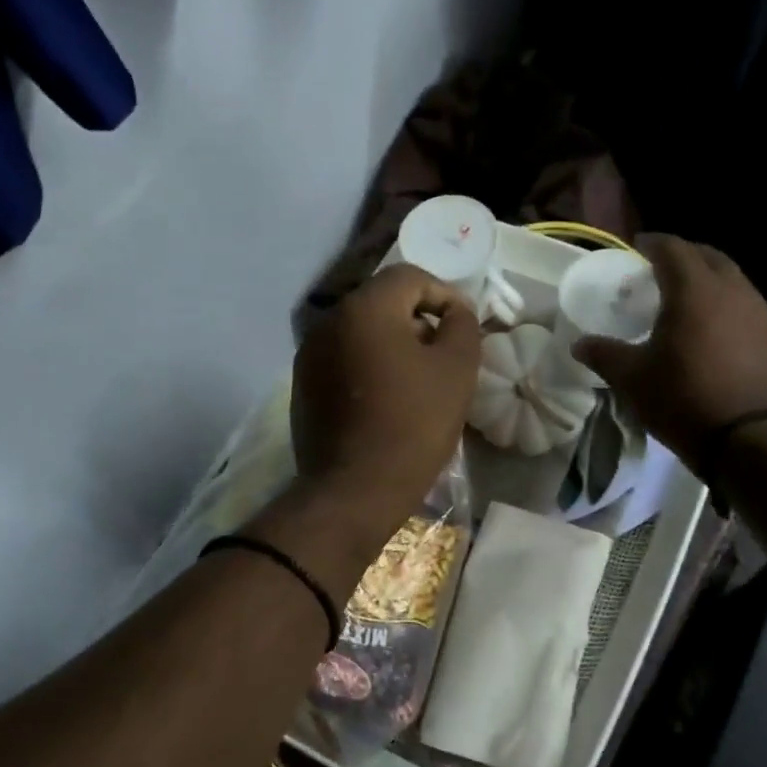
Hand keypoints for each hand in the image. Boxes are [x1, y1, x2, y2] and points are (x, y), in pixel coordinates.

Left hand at [290, 263, 480, 534]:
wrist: (355, 490)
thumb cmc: (413, 424)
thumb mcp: (456, 369)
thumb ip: (462, 324)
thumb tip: (454, 310)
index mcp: (364, 308)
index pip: (410, 277)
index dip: (444, 295)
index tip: (462, 329)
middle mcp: (329, 321)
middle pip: (383, 302)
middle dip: (418, 321)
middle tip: (443, 356)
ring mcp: (309, 354)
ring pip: (362, 332)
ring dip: (393, 345)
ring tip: (417, 381)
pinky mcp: (303, 386)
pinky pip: (344, 359)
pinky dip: (368, 367)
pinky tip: (386, 400)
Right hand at [574, 234, 766, 474]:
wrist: (754, 439)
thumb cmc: (685, 399)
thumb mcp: (632, 379)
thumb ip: (604, 354)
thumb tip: (579, 343)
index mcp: (694, 289)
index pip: (672, 249)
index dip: (652, 243)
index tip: (637, 246)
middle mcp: (732, 290)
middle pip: (709, 257)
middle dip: (684, 256)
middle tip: (662, 269)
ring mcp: (761, 314)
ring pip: (733, 281)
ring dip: (710, 281)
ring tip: (688, 300)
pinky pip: (748, 309)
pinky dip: (727, 308)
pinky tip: (716, 333)